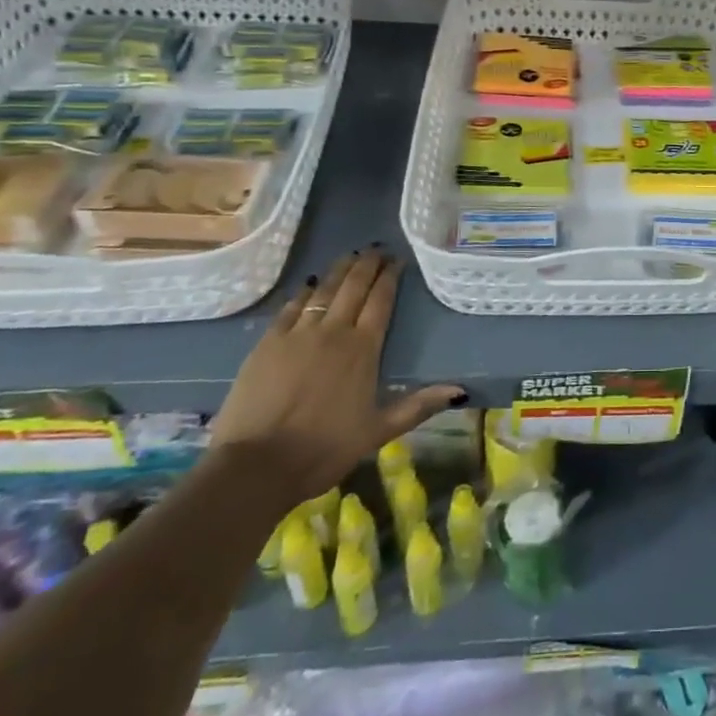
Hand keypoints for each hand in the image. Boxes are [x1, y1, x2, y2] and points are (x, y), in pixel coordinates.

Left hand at [209, 248, 464, 506]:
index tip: (397, 260)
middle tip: (377, 249)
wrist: (256, 466)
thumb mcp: (378, 431)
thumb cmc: (323, 449)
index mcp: (363, 349)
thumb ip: (418, 406)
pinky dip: (305, 292)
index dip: (390, 277)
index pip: (381, 301)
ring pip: (323, 290)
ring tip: (350, 256)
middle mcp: (333, 331)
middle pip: (353, 287)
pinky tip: (310, 285)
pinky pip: (291, 307)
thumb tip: (459, 390)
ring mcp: (297, 334)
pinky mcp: (267, 343)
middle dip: (367, 265)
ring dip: (339, 270)